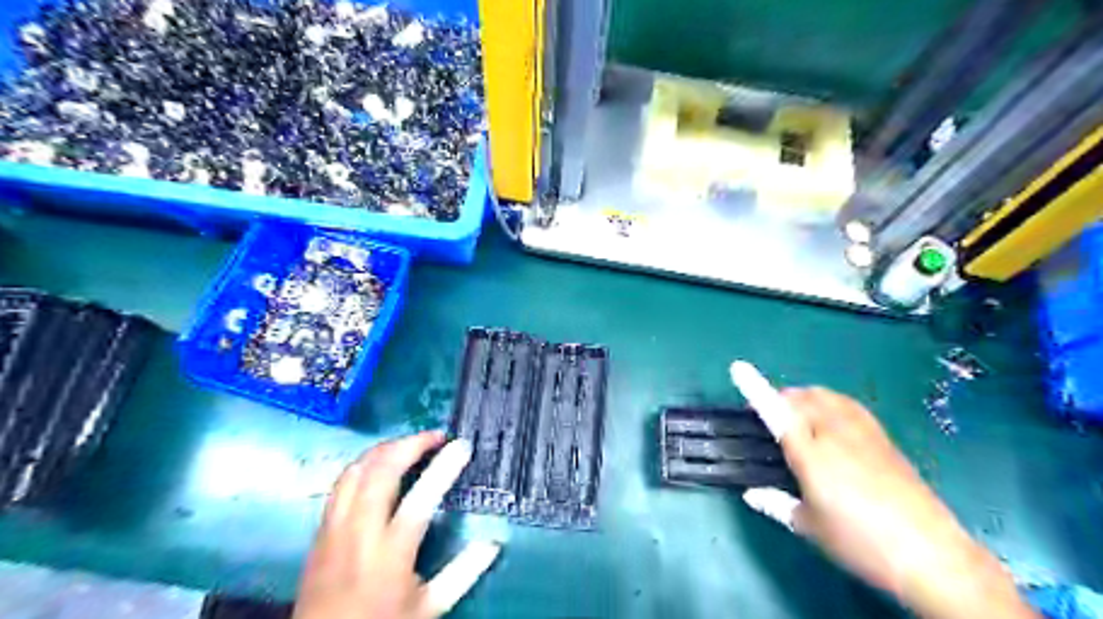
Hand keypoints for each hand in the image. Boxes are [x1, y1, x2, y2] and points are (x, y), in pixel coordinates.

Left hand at [293, 430, 501, 618]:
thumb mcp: (428, 607)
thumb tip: (493, 542)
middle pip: (381, 470)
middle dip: (410, 444)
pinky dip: (364, 463)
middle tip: (435, 437)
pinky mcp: (321, 529)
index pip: (420, 498)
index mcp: (390, 554)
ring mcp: (335, 527)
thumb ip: (462, 573)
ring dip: (385, 449)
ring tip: (410, 444)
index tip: (462, 445)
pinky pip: (341, 482)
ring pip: (356, 470)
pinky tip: (378, 464)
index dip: (444, 467)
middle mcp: (359, 533)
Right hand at [731, 363, 1035, 617]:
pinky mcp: (883, 437)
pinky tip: (831, 422)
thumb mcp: (810, 527)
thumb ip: (776, 504)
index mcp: (811, 455)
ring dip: (804, 398)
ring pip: (825, 397)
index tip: (738, 367)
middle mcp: (835, 433)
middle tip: (769, 419)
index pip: (776, 412)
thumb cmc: (860, 542)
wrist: (931, 555)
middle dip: (779, 400)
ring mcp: (863, 432)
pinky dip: (829, 403)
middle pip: (801, 398)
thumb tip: (752, 494)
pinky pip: (847, 405)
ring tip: (798, 417)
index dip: (755, 388)